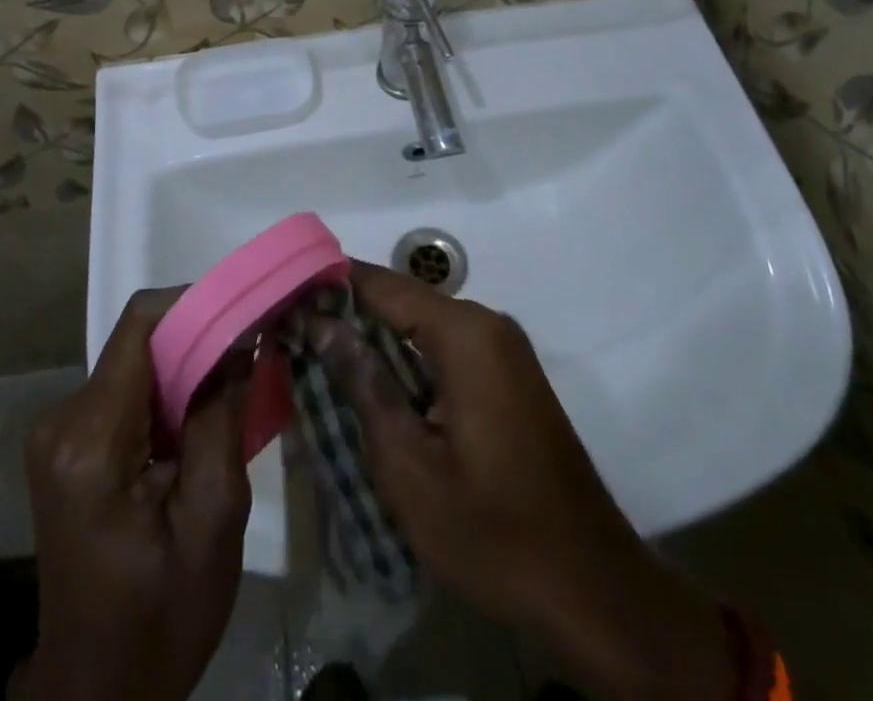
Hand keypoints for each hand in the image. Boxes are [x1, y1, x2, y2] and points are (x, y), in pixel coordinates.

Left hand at [13, 293, 251, 700]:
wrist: (97, 692)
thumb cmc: (160, 617)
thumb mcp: (212, 520)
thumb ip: (221, 417)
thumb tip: (241, 340)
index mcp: (90, 440)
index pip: (140, 326)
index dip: (195, 303)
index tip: (245, 310)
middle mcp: (61, 421)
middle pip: (138, 343)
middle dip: (198, 339)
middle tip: (251, 353)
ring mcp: (58, 432)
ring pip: (134, 364)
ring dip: (184, 369)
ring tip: (231, 389)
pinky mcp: (66, 445)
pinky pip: (125, 391)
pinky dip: (165, 393)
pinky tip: (197, 421)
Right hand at [308, 265, 734, 700]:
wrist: (591, 589)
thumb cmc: (493, 531)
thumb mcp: (409, 465)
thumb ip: (362, 383)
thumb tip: (320, 323)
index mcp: (464, 333)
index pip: (380, 284)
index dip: (327, 285)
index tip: (281, 297)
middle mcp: (486, 324)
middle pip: (400, 301)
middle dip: (346, 315)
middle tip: (291, 336)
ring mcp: (501, 349)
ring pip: (420, 327)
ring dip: (373, 342)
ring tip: (316, 360)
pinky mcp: (506, 376)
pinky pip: (442, 350)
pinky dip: (404, 361)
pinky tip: (370, 389)